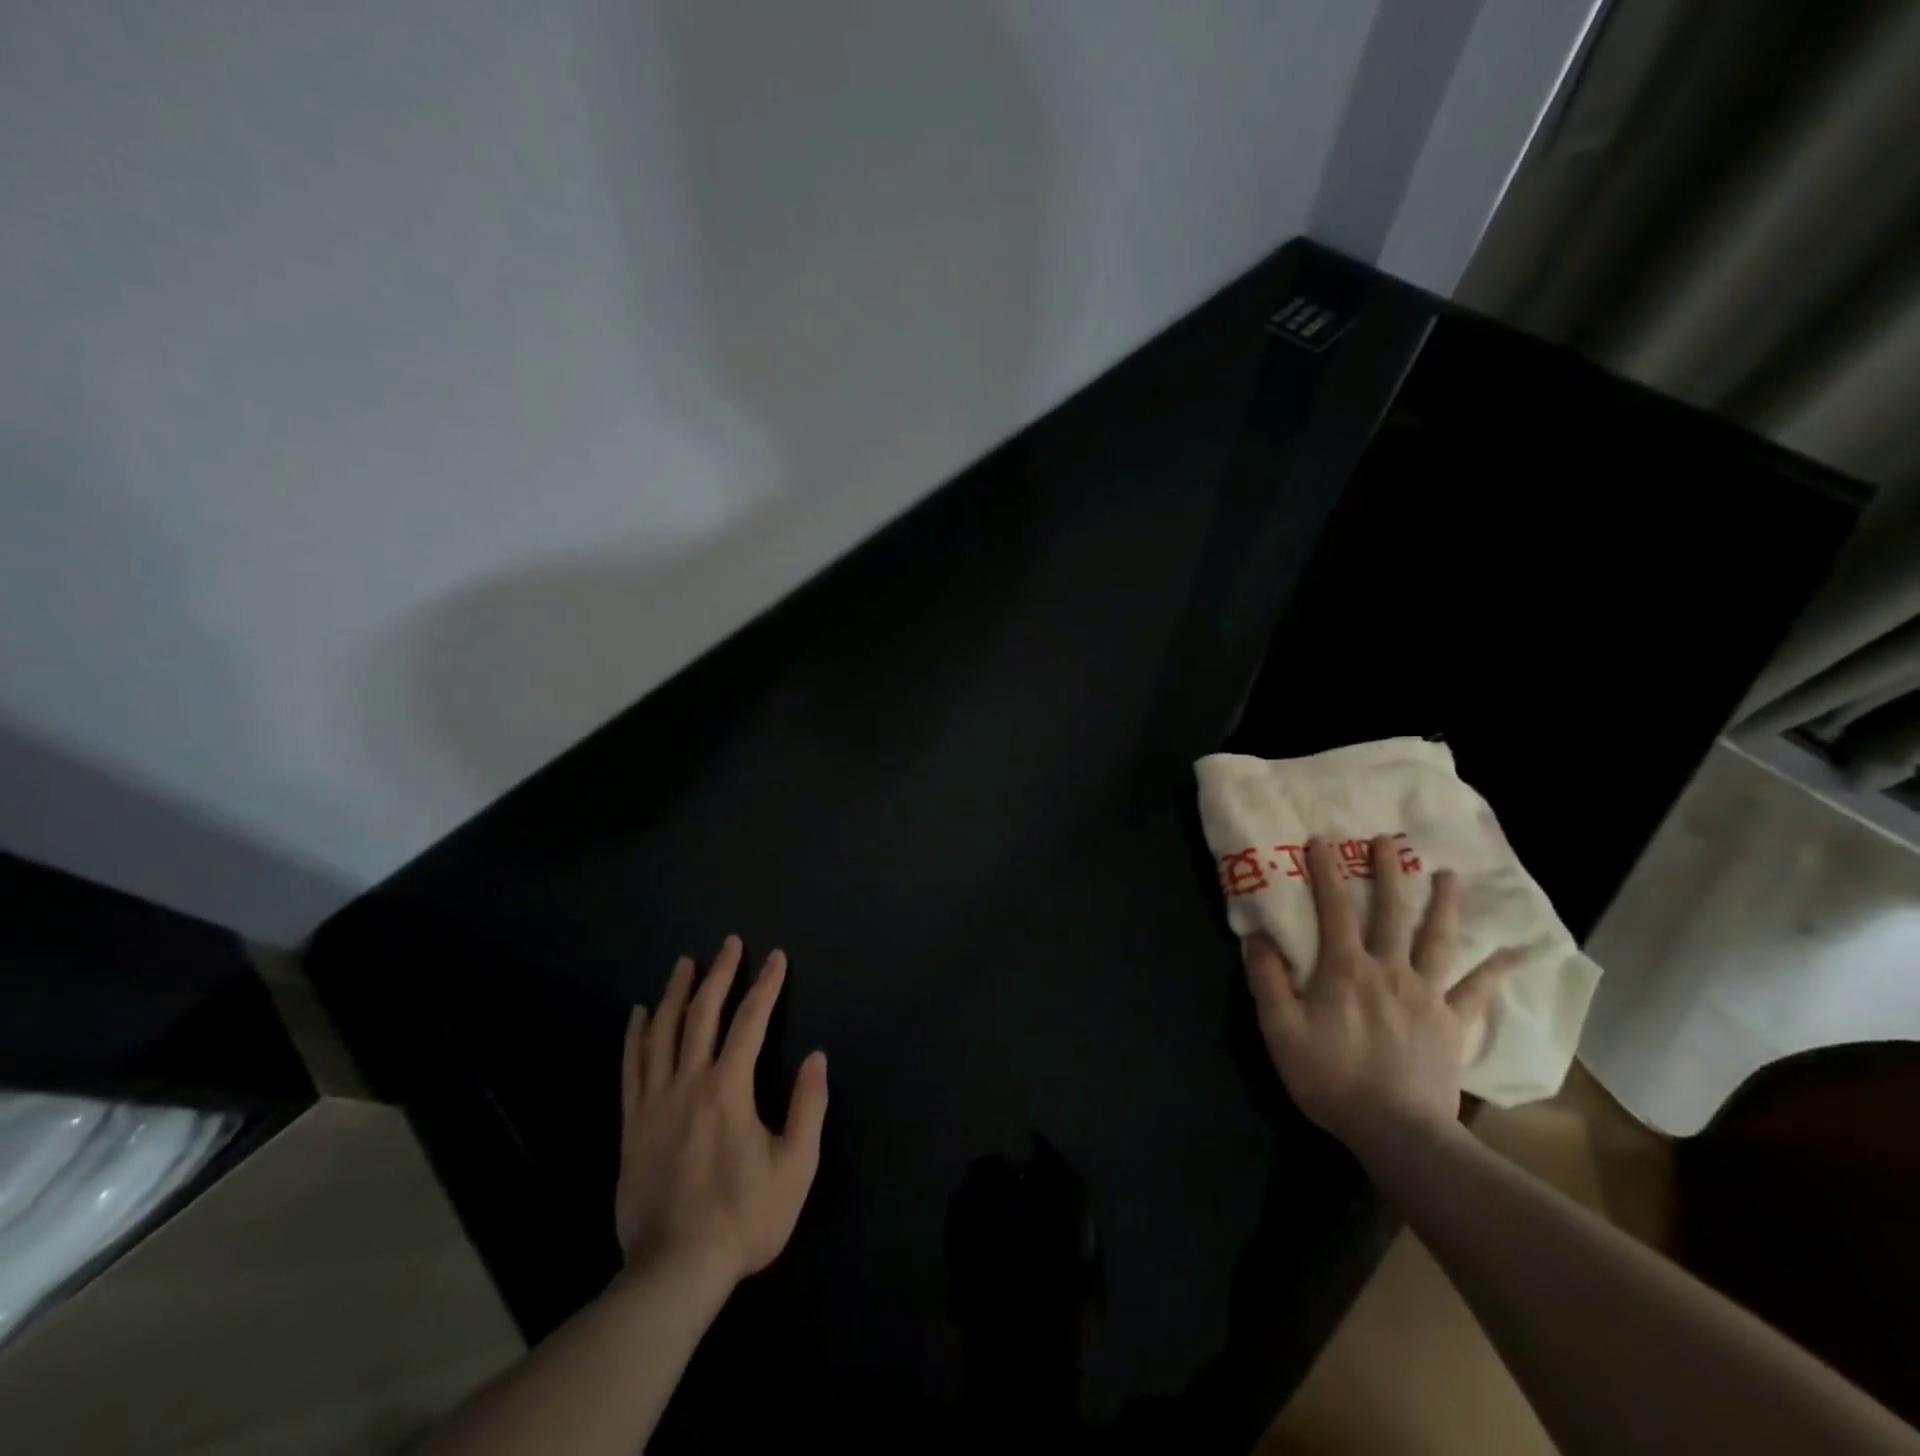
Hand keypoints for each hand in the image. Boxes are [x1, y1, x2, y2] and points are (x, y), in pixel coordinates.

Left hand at [615, 936, 827, 1283]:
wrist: (674, 1269)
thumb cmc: (744, 1217)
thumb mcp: (796, 1167)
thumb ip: (808, 1107)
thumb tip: (817, 1058)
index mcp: (729, 1088)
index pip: (751, 1021)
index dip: (766, 986)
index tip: (777, 958)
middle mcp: (689, 1082)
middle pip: (703, 1014)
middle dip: (720, 973)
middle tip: (729, 943)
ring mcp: (655, 1101)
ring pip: (662, 1032)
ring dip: (676, 993)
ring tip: (685, 964)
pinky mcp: (632, 1124)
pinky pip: (631, 1067)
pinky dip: (636, 1035)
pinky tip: (639, 1014)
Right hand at [1242, 837, 1516, 1155]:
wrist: (1398, 1132)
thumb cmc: (1331, 1078)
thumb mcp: (1280, 1029)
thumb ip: (1268, 979)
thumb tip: (1257, 935)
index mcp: (1345, 968)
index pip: (1333, 908)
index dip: (1326, 871)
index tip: (1321, 840)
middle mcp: (1389, 970)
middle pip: (1391, 912)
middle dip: (1387, 873)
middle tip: (1388, 841)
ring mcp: (1426, 995)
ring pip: (1438, 940)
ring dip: (1444, 904)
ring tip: (1450, 875)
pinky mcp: (1452, 1023)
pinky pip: (1477, 991)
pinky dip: (1496, 969)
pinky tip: (1516, 952)